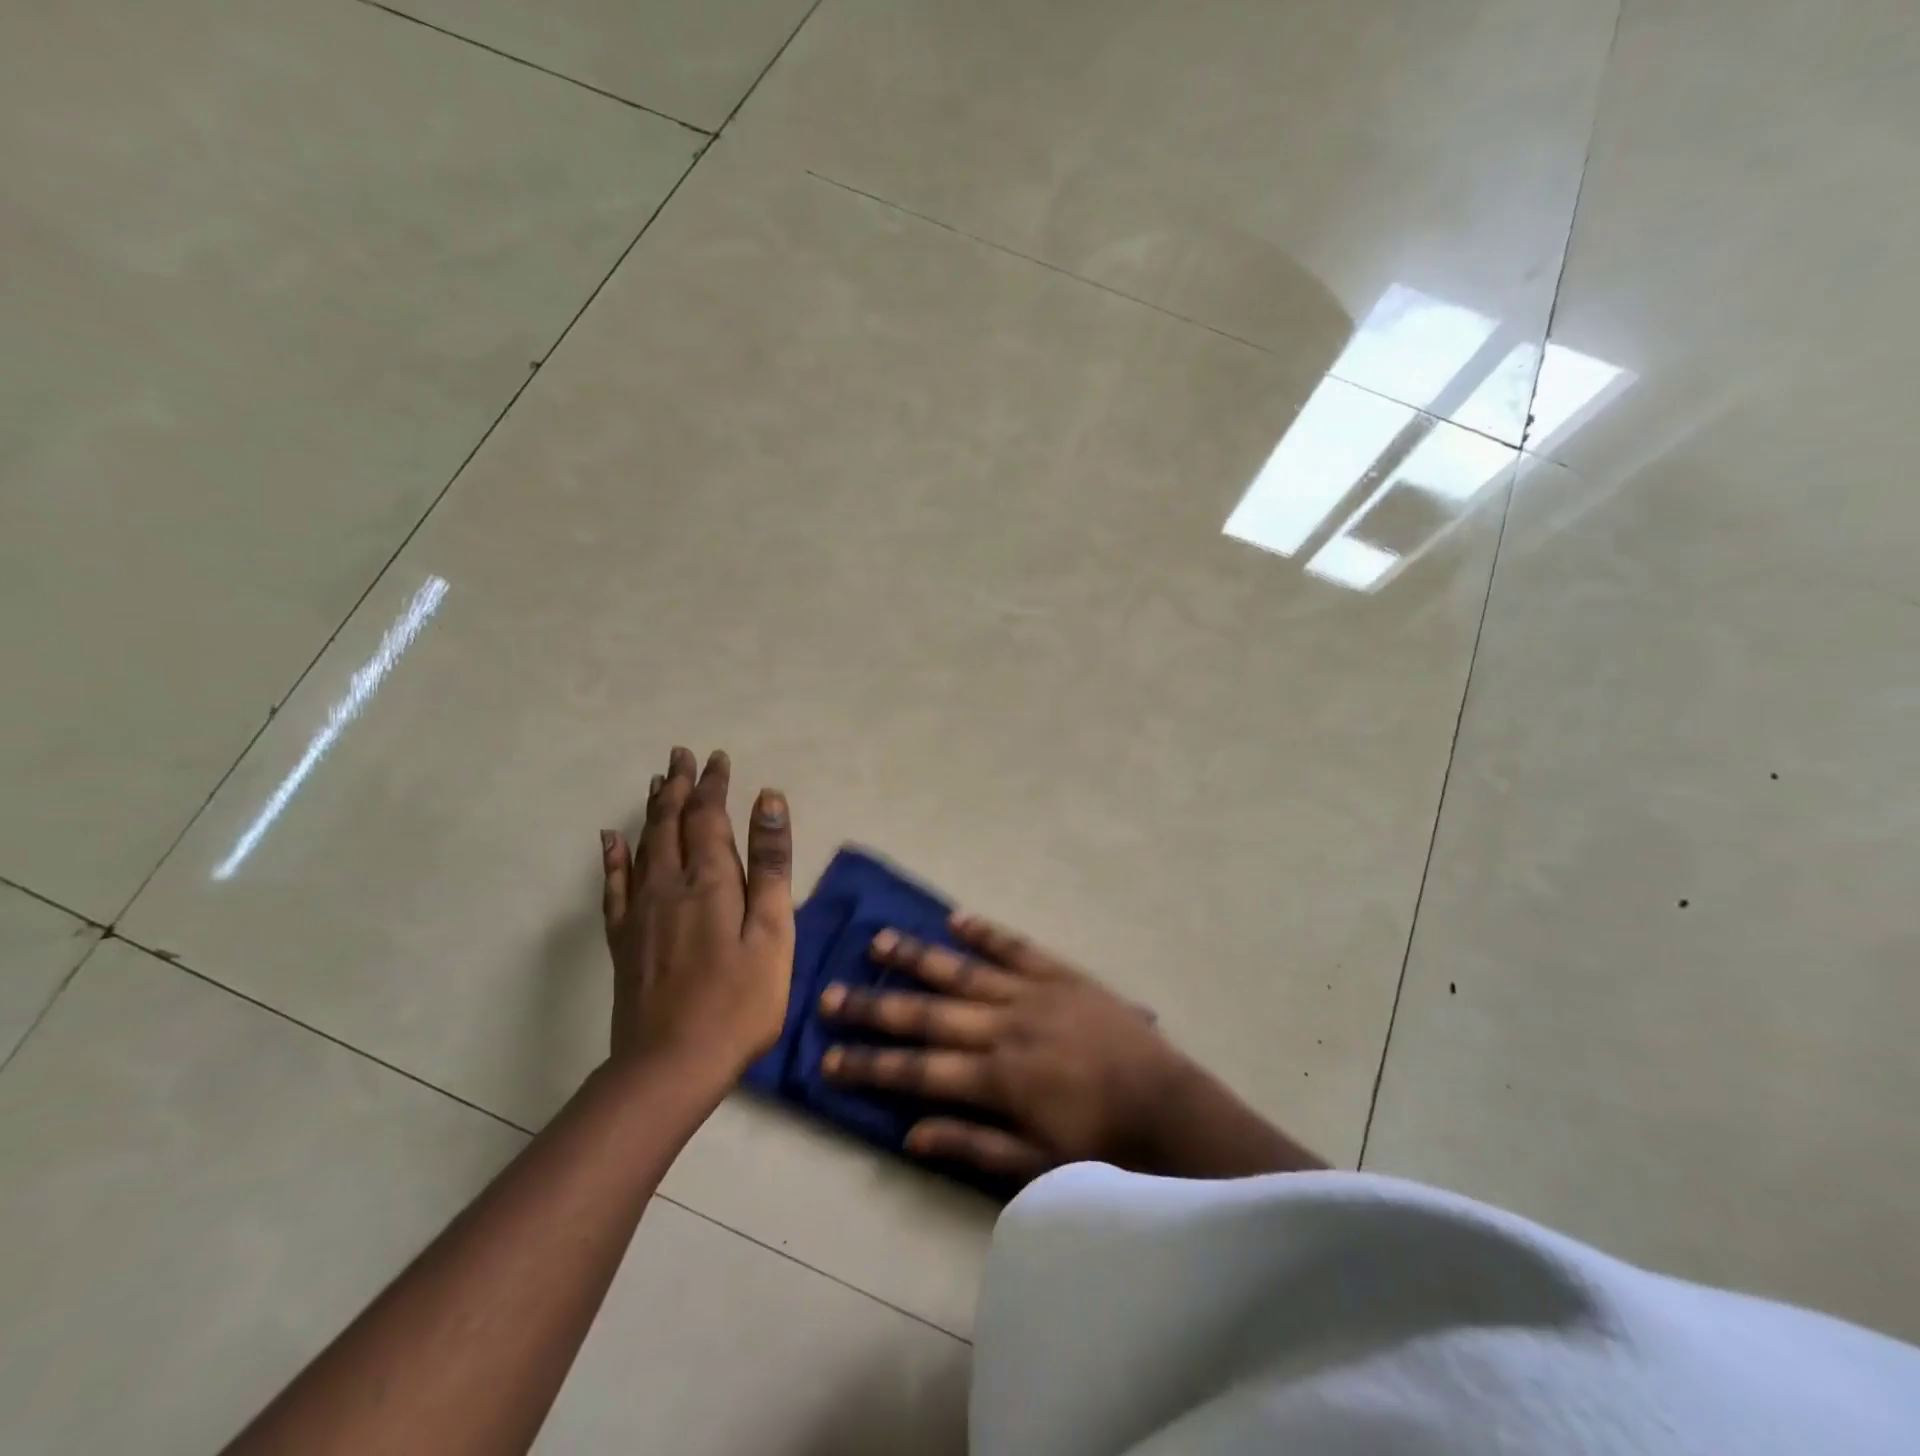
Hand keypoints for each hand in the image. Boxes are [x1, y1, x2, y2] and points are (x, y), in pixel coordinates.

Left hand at [600, 747, 794, 1080]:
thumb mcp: (772, 932)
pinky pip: (614, 885)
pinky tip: (609, 839)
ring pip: (644, 845)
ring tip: (658, 782)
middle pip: (671, 822)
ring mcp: (640, 913)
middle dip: (680, 786)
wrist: (670, 1065)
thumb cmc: (739, 1001)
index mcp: (709, 881)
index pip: (709, 816)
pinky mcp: (624, 940)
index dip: (713, 785)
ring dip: (653, 810)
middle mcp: (668, 885)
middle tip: (681, 755)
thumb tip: (769, 800)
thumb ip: (769, 865)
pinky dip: (612, 857)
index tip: (718, 758)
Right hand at [820, 913, 1320, 1182]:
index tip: (828, 1057)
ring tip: (877, 940)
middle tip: (830, 993)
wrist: (1166, 1104)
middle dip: (875, 1005)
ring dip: (918, 957)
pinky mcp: (1060, 973)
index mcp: (995, 1078)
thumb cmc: (1099, 1142)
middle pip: (927, 1013)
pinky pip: (1015, 947)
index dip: (869, 1065)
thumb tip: (909, 1133)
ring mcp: (1031, 993)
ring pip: (963, 971)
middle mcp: (1003, 1027)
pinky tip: (956, 918)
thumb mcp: (1033, 1163)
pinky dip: (985, 932)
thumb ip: (970, 1145)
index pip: (917, 1069)